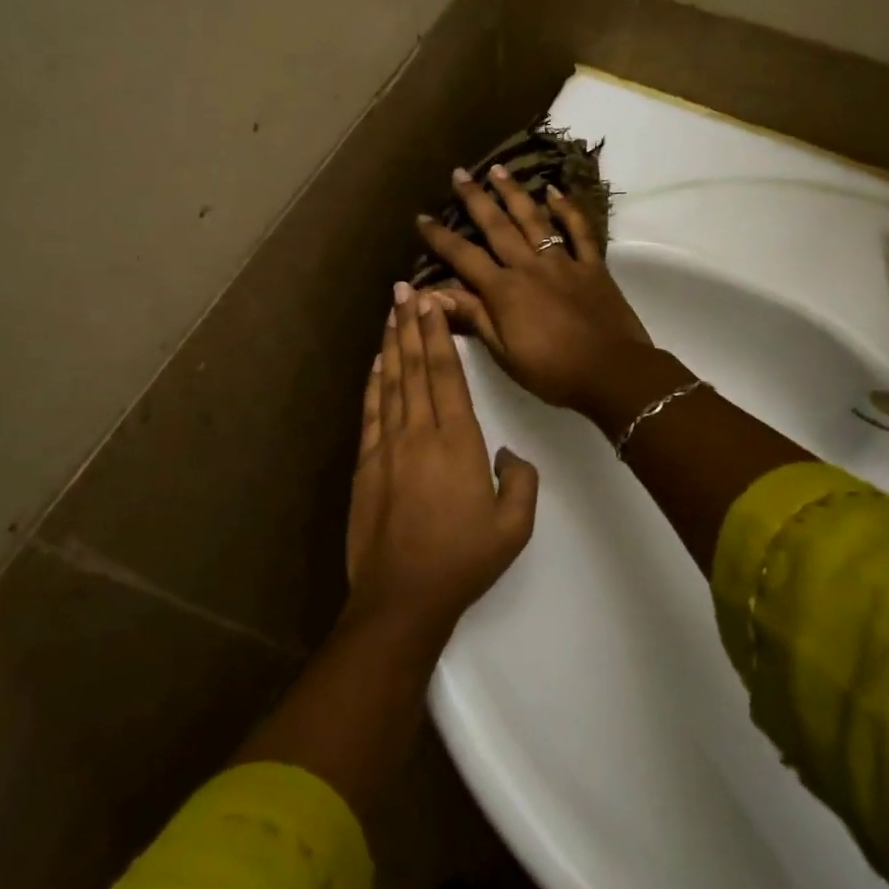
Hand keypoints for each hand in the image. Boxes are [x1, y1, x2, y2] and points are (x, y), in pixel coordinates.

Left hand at [345, 282, 539, 636]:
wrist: (402, 597)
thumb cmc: (463, 561)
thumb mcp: (513, 527)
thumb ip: (521, 482)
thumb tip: (508, 454)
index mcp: (458, 443)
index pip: (446, 376)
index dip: (437, 336)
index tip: (431, 304)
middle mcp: (420, 434)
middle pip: (415, 368)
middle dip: (410, 325)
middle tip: (404, 291)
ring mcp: (388, 447)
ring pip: (391, 383)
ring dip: (391, 344)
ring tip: (390, 312)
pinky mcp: (367, 464)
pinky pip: (371, 412)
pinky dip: (373, 383)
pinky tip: (376, 362)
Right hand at [415, 165, 654, 415]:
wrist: (613, 373)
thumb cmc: (553, 371)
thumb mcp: (504, 353)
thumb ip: (473, 317)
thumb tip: (431, 294)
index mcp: (504, 291)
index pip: (464, 257)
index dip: (440, 238)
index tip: (422, 218)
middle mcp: (529, 266)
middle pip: (497, 226)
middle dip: (475, 199)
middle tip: (459, 174)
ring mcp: (563, 262)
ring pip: (534, 219)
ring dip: (514, 193)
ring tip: (498, 170)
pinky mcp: (592, 266)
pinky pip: (579, 231)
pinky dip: (567, 209)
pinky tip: (554, 191)